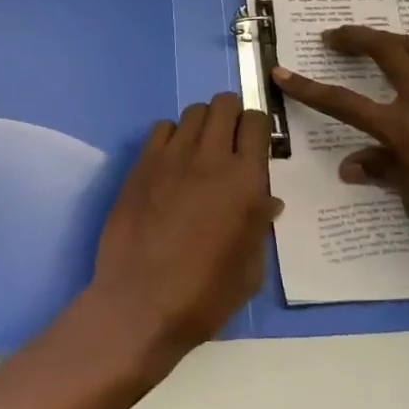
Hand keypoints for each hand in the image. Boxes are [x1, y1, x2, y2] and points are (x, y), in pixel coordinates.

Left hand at [87, 92, 280, 356]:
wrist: (141, 304)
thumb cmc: (204, 295)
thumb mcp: (250, 270)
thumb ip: (260, 225)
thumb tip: (267, 200)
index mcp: (244, 181)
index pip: (257, 123)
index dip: (257, 127)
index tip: (255, 142)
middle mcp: (210, 157)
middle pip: (224, 104)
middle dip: (231, 114)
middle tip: (229, 140)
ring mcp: (172, 156)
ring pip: (193, 112)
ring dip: (203, 123)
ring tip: (200, 150)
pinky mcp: (143, 163)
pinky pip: (161, 128)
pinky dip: (171, 136)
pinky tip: (171, 162)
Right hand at [274, 25, 408, 272]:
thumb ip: (383, 173)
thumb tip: (351, 166)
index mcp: (403, 128)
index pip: (343, 103)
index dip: (308, 88)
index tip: (282, 71)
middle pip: (385, 49)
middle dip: (354, 37)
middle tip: (333, 37)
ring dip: (391, 42)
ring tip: (377, 48)